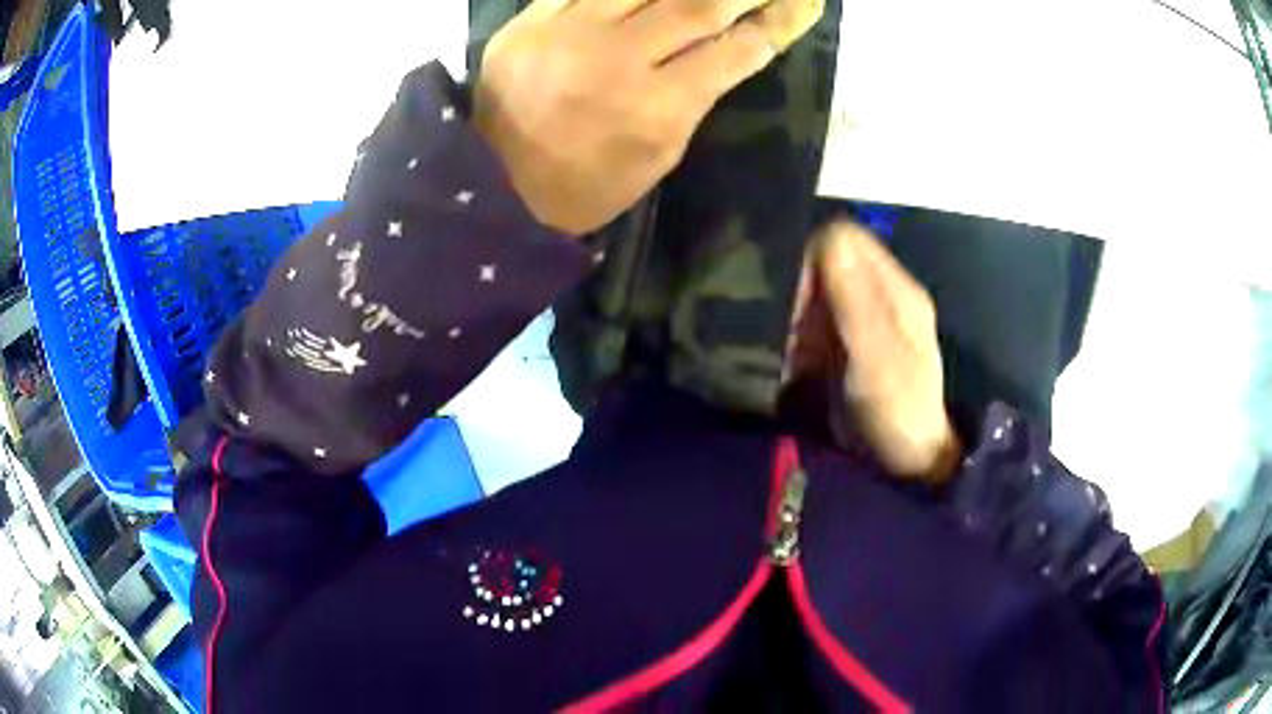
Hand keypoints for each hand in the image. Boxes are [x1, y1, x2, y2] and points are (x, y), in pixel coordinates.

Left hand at [474, 0, 823, 235]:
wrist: (492, 186)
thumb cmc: (584, 187)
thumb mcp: (657, 158)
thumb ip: (694, 98)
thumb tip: (726, 48)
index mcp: (659, 109)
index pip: (737, 51)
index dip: (779, 22)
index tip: (807, 2)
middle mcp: (620, 59)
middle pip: (700, 3)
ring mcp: (570, 31)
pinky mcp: (532, 19)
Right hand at [786, 220, 961, 481]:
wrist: (911, 463)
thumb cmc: (898, 411)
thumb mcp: (877, 359)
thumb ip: (856, 301)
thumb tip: (830, 236)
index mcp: (897, 290)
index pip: (846, 239)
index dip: (814, 258)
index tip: (795, 299)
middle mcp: (885, 295)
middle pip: (832, 262)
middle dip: (803, 291)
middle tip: (793, 331)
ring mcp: (871, 318)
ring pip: (823, 290)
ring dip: (801, 315)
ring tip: (797, 352)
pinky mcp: (857, 341)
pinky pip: (822, 317)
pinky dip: (805, 333)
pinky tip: (802, 359)